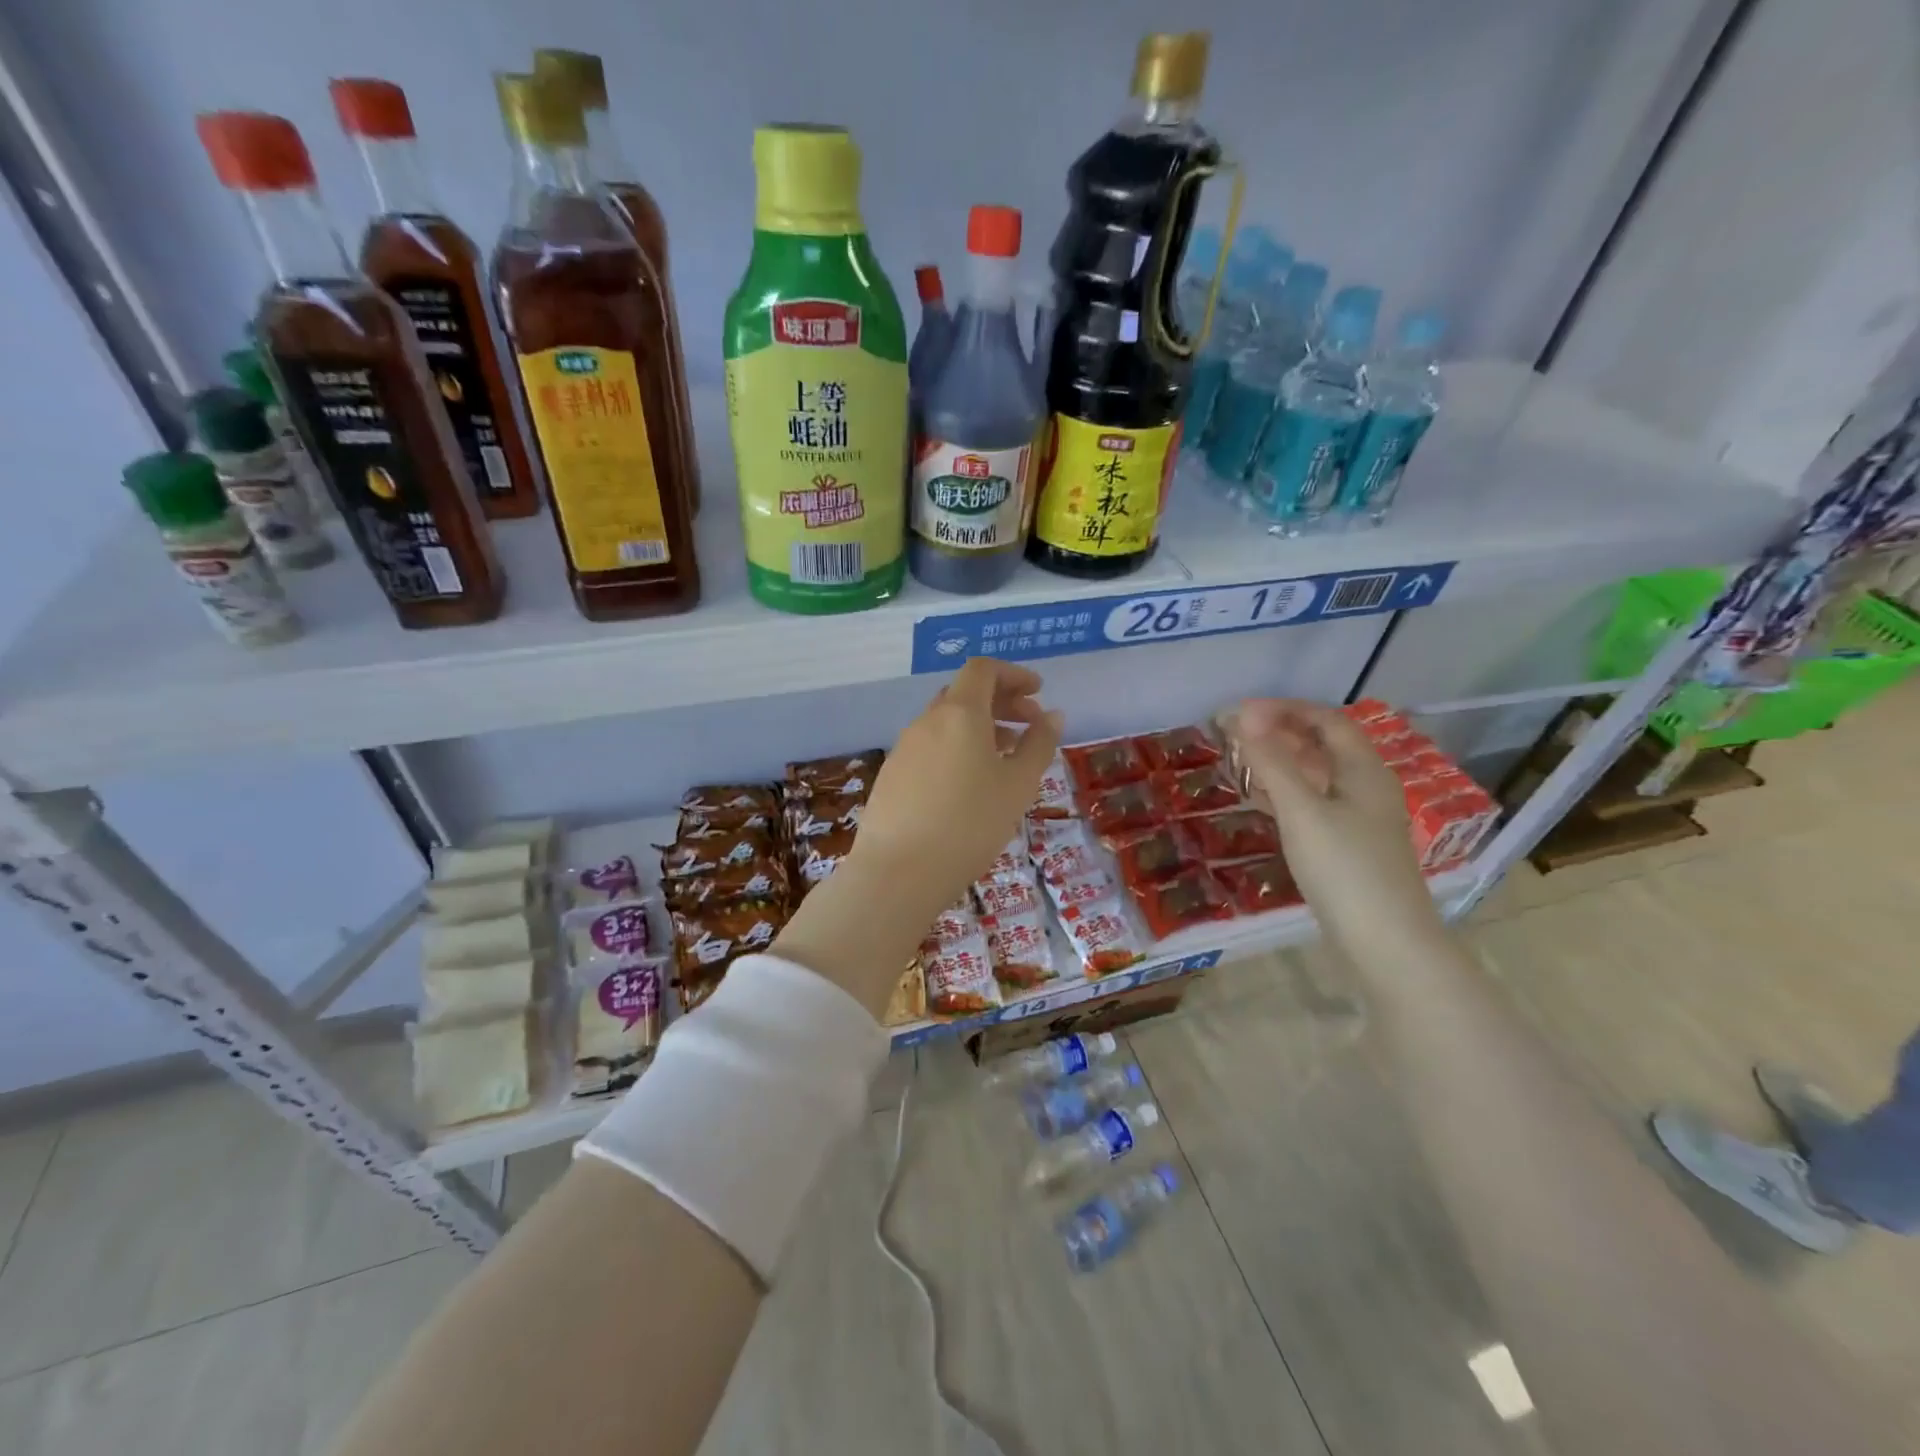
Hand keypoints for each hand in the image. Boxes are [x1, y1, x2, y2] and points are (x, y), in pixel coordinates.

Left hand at [851, 658, 1062, 915]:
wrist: (899, 872)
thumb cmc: (970, 824)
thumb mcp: (1018, 786)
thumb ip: (1038, 745)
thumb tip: (1051, 716)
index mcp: (959, 713)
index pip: (983, 670)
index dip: (1013, 675)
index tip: (1038, 693)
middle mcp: (927, 721)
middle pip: (964, 693)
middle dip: (1000, 701)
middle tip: (1030, 725)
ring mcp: (904, 748)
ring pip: (946, 722)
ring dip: (979, 727)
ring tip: (1005, 757)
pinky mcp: (892, 774)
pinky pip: (930, 747)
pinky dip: (956, 748)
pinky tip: (969, 783)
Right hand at [1229, 698, 1442, 953]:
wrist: (1386, 944)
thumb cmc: (1344, 869)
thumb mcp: (1302, 811)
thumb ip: (1272, 762)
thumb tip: (1244, 716)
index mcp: (1364, 771)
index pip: (1326, 720)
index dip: (1284, 708)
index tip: (1240, 712)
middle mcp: (1367, 787)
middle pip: (1324, 745)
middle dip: (1281, 732)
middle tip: (1235, 733)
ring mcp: (1361, 819)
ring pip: (1319, 775)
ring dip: (1282, 761)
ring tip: (1242, 761)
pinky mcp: (1350, 846)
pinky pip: (1315, 803)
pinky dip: (1287, 792)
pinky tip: (1262, 801)